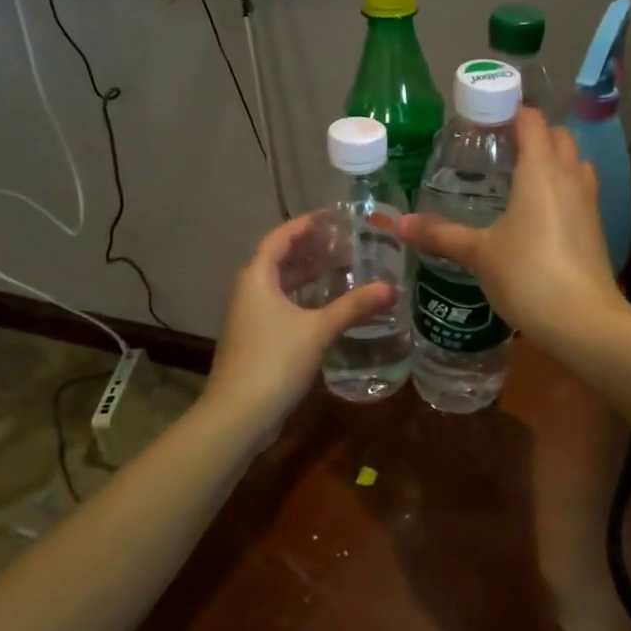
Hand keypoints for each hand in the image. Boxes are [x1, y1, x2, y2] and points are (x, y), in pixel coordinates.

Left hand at [205, 213, 396, 439]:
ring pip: (280, 285)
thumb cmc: (274, 361)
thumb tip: (392, 288)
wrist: (238, 414)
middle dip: (310, 248)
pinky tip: (327, 306)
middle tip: (344, 241)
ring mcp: (250, 317)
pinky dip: (303, 298)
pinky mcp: (256, 339)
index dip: (305, 224)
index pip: (280, 238)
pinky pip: (281, 305)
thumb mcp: (318, 330)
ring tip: (341, 267)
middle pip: (279, 259)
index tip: (332, 216)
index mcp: (257, 278)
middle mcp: (249, 291)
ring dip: (307, 274)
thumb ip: (354, 307)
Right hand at [400, 108, 628, 351]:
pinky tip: (540, 212)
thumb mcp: (479, 253)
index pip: (531, 121)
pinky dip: (562, 186)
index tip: (484, 116)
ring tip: (520, 174)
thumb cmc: (528, 274)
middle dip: (533, 133)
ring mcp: (588, 202)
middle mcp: (569, 176)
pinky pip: (580, 190)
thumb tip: (400, 224)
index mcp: (540, 169)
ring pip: (575, 162)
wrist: (583, 320)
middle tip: (499, 145)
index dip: (510, 111)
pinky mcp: (596, 227)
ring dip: (553, 158)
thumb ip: (441, 234)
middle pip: (557, 136)